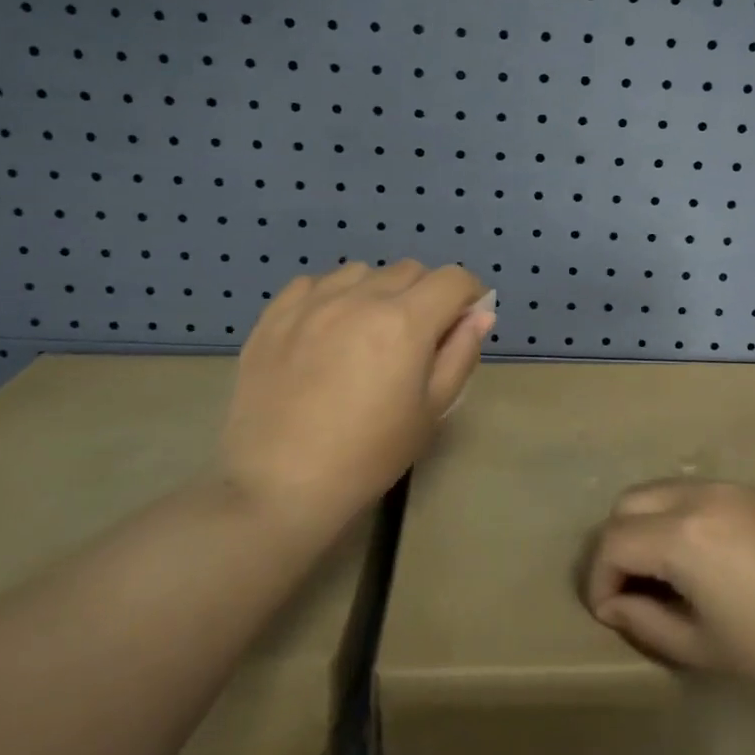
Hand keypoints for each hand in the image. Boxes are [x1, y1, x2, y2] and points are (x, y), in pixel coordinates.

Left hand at [220, 260, 493, 531]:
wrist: (280, 484)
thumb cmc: (369, 455)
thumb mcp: (431, 411)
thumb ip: (460, 354)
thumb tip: (480, 314)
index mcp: (405, 321)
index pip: (452, 279)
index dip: (469, 294)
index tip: (465, 319)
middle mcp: (360, 298)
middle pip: (409, 270)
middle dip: (426, 293)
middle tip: (418, 335)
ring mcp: (312, 302)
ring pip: (362, 272)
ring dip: (378, 291)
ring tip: (368, 330)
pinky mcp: (274, 315)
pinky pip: (314, 283)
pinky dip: (332, 295)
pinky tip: (327, 329)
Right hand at [583, 480, 754, 700]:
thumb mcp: (704, 647)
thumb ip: (646, 623)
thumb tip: (615, 604)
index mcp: (681, 535)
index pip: (612, 542)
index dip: (598, 579)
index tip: (607, 613)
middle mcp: (695, 496)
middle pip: (626, 504)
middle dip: (614, 545)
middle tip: (627, 588)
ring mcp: (724, 487)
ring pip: (657, 491)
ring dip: (643, 526)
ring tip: (660, 573)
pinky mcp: (748, 489)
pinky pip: (690, 492)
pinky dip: (673, 516)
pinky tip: (697, 557)